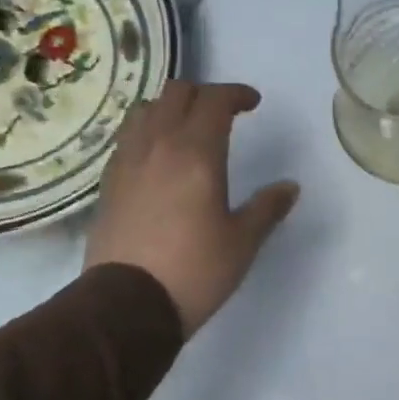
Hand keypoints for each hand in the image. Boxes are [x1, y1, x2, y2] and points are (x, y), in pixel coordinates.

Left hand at [84, 82, 299, 336]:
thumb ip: (267, 208)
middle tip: (224, 114)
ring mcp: (127, 162)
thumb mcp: (243, 242)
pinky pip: (128, 139)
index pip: (214, 101)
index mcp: (196, 154)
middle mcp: (158, 146)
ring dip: (170, 108)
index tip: (253, 103)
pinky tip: (159, 158)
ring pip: (145, 111)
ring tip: (187, 129)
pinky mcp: (108, 184)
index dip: (236, 94)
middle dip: (204, 94)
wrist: (128, 305)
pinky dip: (147, 133)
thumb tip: (290, 187)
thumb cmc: (195, 270)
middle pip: (176, 94)